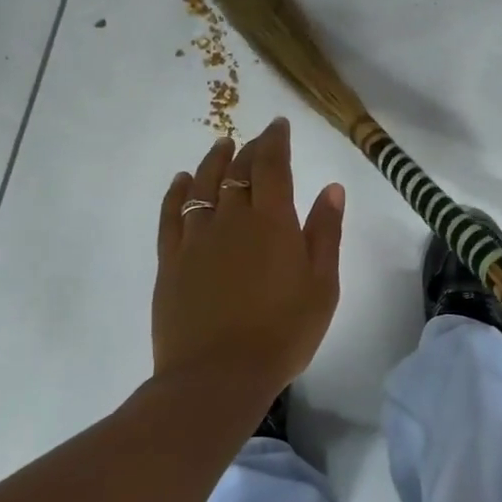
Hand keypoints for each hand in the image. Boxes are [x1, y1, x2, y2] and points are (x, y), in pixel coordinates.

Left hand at [153, 117, 345, 402]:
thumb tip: (331, 188)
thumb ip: (325, 233)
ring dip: (213, 162)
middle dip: (250, 149)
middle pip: (238, 172)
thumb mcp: (322, 285)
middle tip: (257, 138)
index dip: (275, 141)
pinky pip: (171, 215)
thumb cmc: (283, 332)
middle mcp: (231, 219)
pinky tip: (181, 182)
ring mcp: (196, 239)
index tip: (279, 125)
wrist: (218, 376)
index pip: (272, 166)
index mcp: (272, 222)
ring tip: (221, 146)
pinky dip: (177, 192)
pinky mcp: (171, 261)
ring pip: (202, 186)